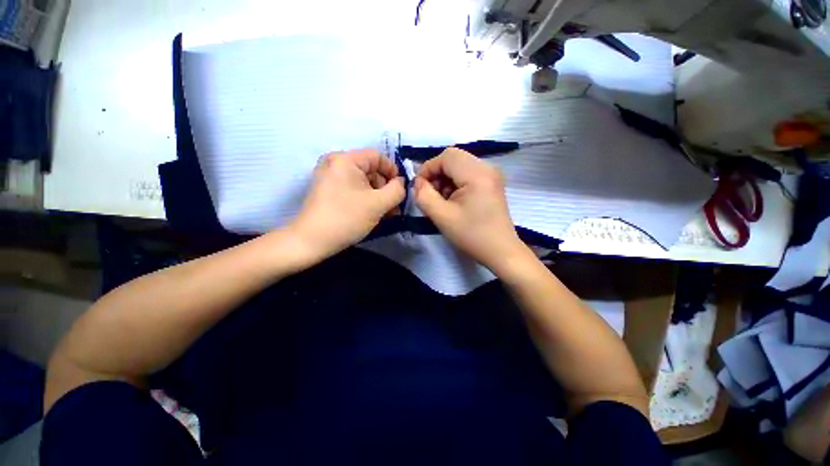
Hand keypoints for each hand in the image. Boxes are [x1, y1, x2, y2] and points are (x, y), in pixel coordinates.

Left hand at [289, 149, 404, 261]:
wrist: (311, 241)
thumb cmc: (347, 218)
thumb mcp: (378, 204)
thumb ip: (397, 190)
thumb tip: (401, 183)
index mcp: (345, 160)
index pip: (377, 157)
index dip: (393, 172)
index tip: (400, 190)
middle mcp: (335, 163)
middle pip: (370, 170)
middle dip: (385, 188)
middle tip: (394, 207)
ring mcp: (329, 177)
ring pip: (363, 182)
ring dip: (377, 196)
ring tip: (386, 214)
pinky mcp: (327, 190)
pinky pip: (353, 189)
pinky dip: (365, 199)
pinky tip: (373, 213)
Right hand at [413, 148, 528, 272]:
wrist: (500, 251)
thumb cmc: (471, 235)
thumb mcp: (441, 217)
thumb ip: (424, 196)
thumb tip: (418, 183)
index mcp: (477, 174)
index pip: (446, 156)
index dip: (428, 168)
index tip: (419, 188)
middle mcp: (487, 168)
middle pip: (453, 158)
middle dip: (436, 173)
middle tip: (430, 194)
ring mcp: (491, 174)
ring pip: (460, 165)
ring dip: (445, 178)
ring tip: (441, 199)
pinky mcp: (491, 183)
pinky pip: (468, 173)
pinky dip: (455, 182)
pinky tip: (453, 200)